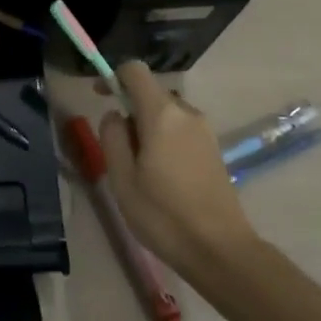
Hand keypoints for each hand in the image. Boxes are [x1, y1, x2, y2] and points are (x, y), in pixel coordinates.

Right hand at [99, 62, 259, 279]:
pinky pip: (181, 129)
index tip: (99, 96)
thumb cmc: (164, 215)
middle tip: (118, 150)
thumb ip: (112, 137)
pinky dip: (165, 138)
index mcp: (162, 113)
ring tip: (139, 169)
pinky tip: (162, 176)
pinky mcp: (214, 148)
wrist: (221, 250)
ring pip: (167, 113)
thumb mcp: (122, 179)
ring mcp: (204, 130)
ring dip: (148, 127)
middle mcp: (186, 112)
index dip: (113, 76)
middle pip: (151, 93)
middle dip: (130, 110)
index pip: (135, 70)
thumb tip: (115, 115)